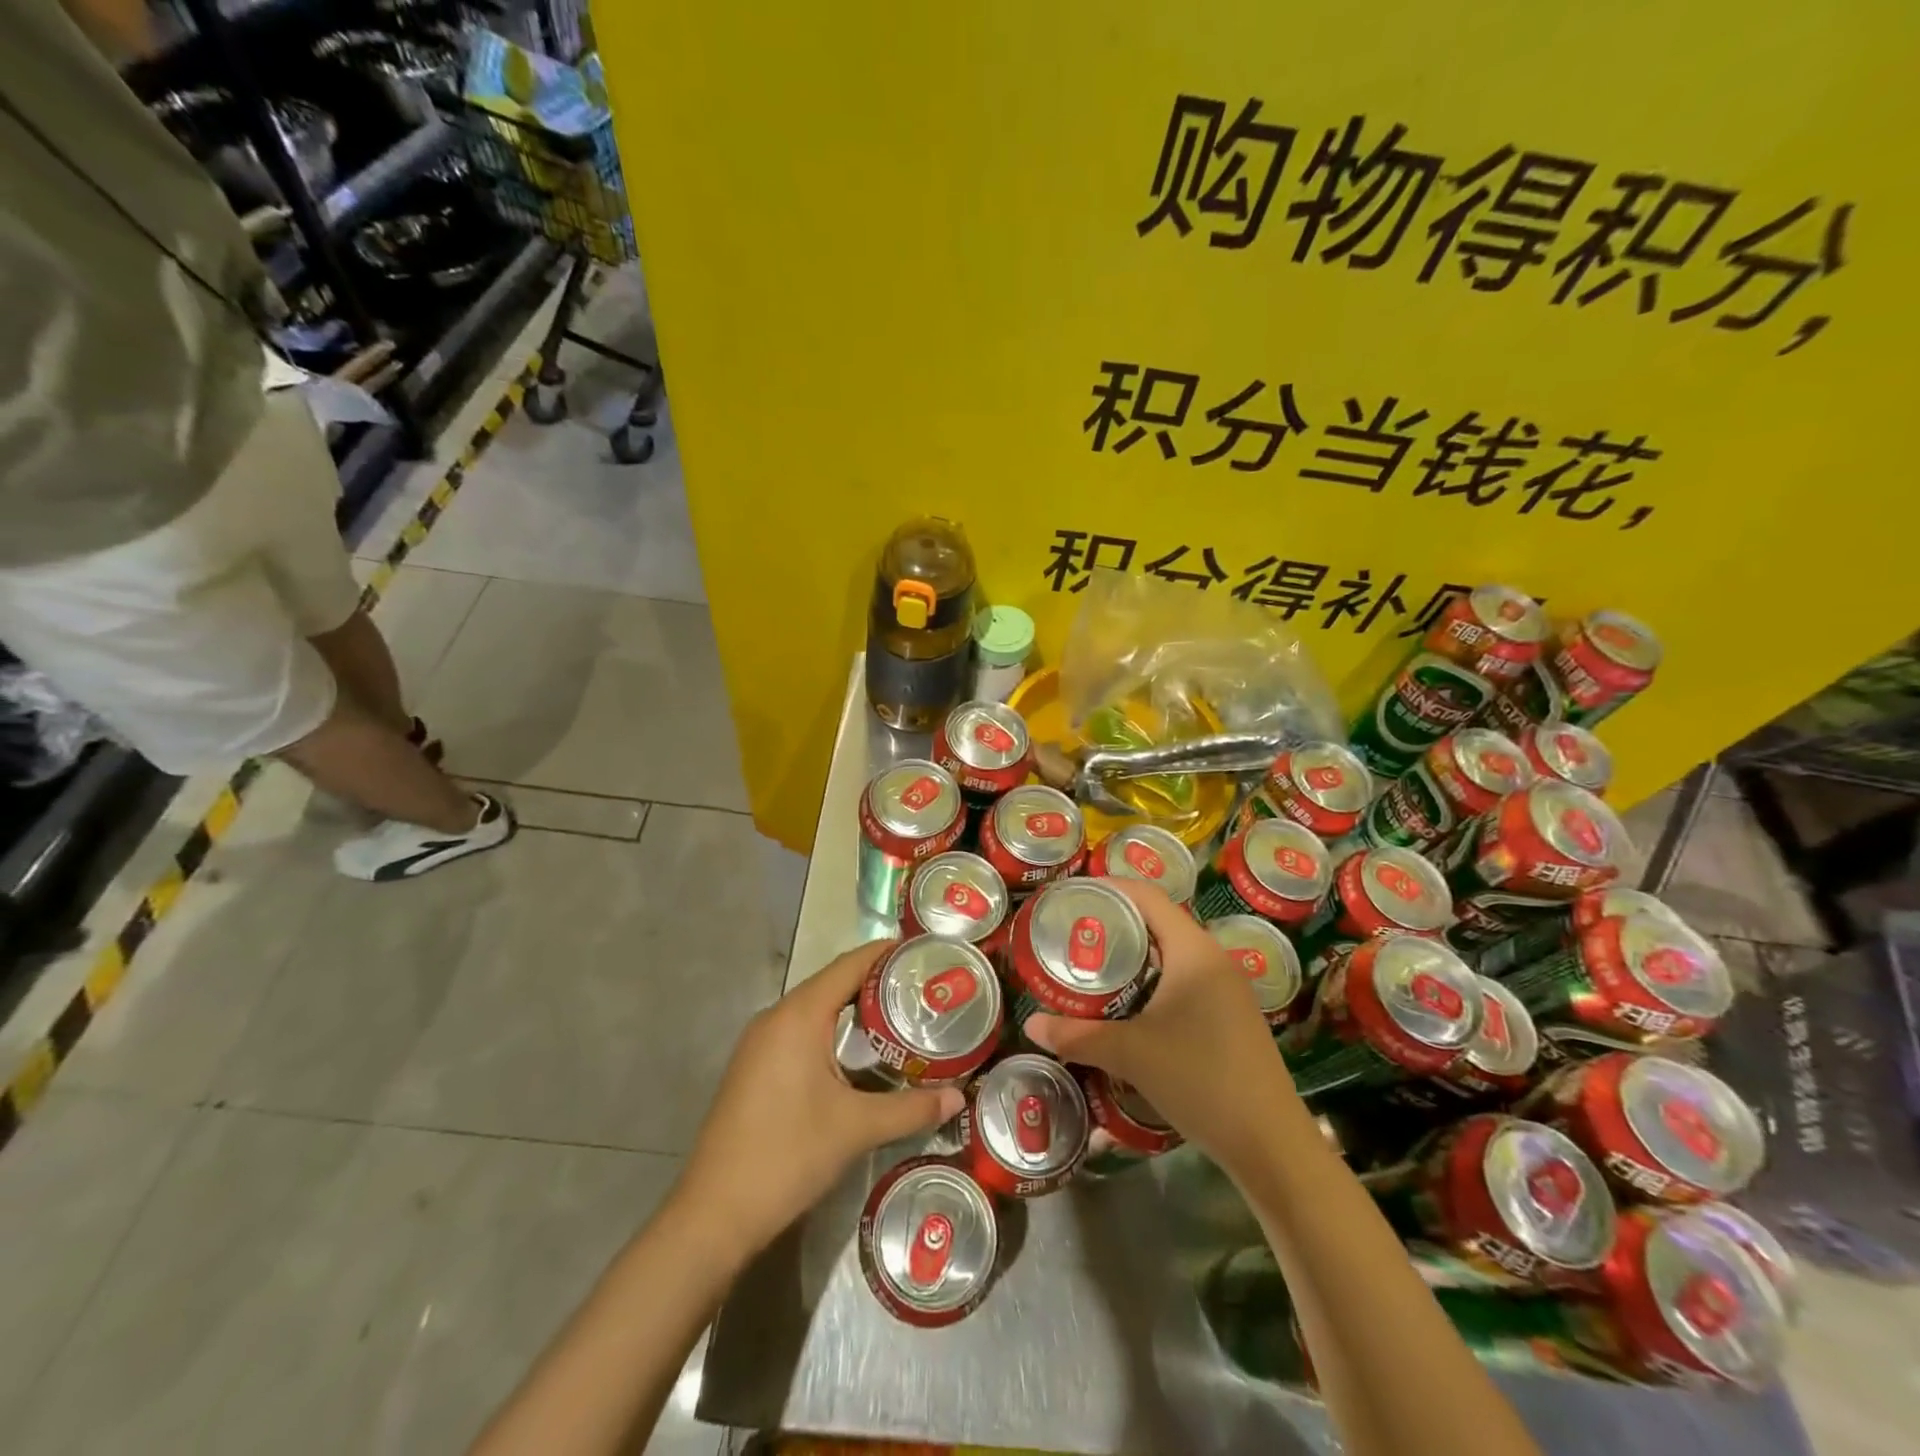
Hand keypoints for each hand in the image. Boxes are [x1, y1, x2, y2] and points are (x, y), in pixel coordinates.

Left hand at [673, 941, 963, 1262]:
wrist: (714, 1214)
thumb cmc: (788, 1156)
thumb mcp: (856, 1129)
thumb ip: (911, 1109)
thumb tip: (959, 1098)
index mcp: (799, 1015)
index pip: (849, 965)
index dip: (886, 953)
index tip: (924, 952)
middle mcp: (776, 1017)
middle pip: (833, 982)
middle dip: (876, 981)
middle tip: (922, 989)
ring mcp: (759, 1042)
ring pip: (815, 1008)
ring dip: (853, 1008)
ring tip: (900, 1016)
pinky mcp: (754, 1066)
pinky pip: (799, 1030)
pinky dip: (831, 1029)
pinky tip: (857, 1053)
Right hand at [1023, 880, 1298, 1171]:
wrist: (1271, 1145)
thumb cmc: (1201, 1080)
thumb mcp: (1132, 1054)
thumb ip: (1079, 1035)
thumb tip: (1031, 1024)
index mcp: (1194, 951)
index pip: (1148, 897)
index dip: (1110, 887)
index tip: (1073, 894)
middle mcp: (1214, 960)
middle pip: (1159, 922)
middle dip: (1116, 924)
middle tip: (1074, 933)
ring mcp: (1227, 989)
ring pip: (1172, 954)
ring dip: (1134, 955)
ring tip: (1093, 966)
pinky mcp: (1231, 1016)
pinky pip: (1184, 980)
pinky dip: (1152, 981)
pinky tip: (1129, 1005)